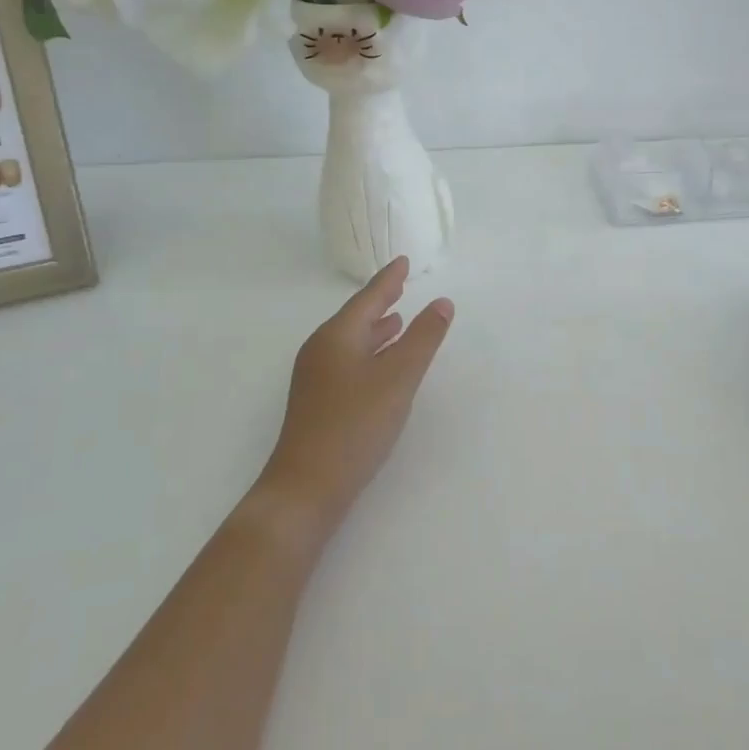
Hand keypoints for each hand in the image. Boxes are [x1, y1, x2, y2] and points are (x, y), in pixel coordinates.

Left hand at [256, 256, 454, 540]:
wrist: (306, 487)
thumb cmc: (355, 425)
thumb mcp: (398, 378)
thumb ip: (423, 339)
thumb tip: (442, 303)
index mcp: (337, 336)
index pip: (368, 298)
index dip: (388, 280)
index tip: (402, 262)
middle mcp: (321, 350)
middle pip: (355, 317)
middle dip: (380, 302)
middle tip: (401, 286)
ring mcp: (315, 377)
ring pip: (351, 341)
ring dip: (376, 329)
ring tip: (398, 321)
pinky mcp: (318, 402)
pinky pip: (348, 361)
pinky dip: (369, 353)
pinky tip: (381, 366)